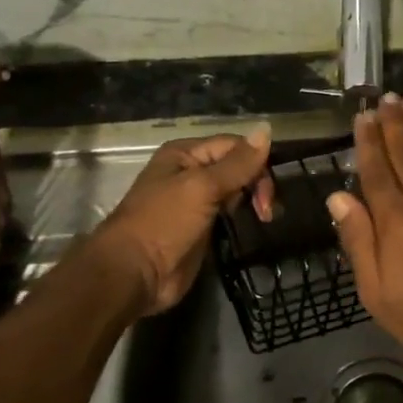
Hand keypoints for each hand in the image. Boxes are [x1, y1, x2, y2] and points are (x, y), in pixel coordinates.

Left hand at [97, 128, 274, 313]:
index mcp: (185, 154)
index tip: (268, 190)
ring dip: (254, 199)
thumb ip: (237, 163)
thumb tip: (267, 128)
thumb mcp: (202, 187)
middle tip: (266, 210)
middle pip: (237, 166)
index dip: (256, 161)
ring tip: (265, 217)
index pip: (233, 146)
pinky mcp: (202, 226)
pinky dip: (244, 214)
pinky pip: (230, 211)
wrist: (134, 274)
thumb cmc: (164, 223)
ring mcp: (196, 200)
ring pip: (236, 189)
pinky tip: (256, 222)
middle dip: (256, 183)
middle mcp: (190, 171)